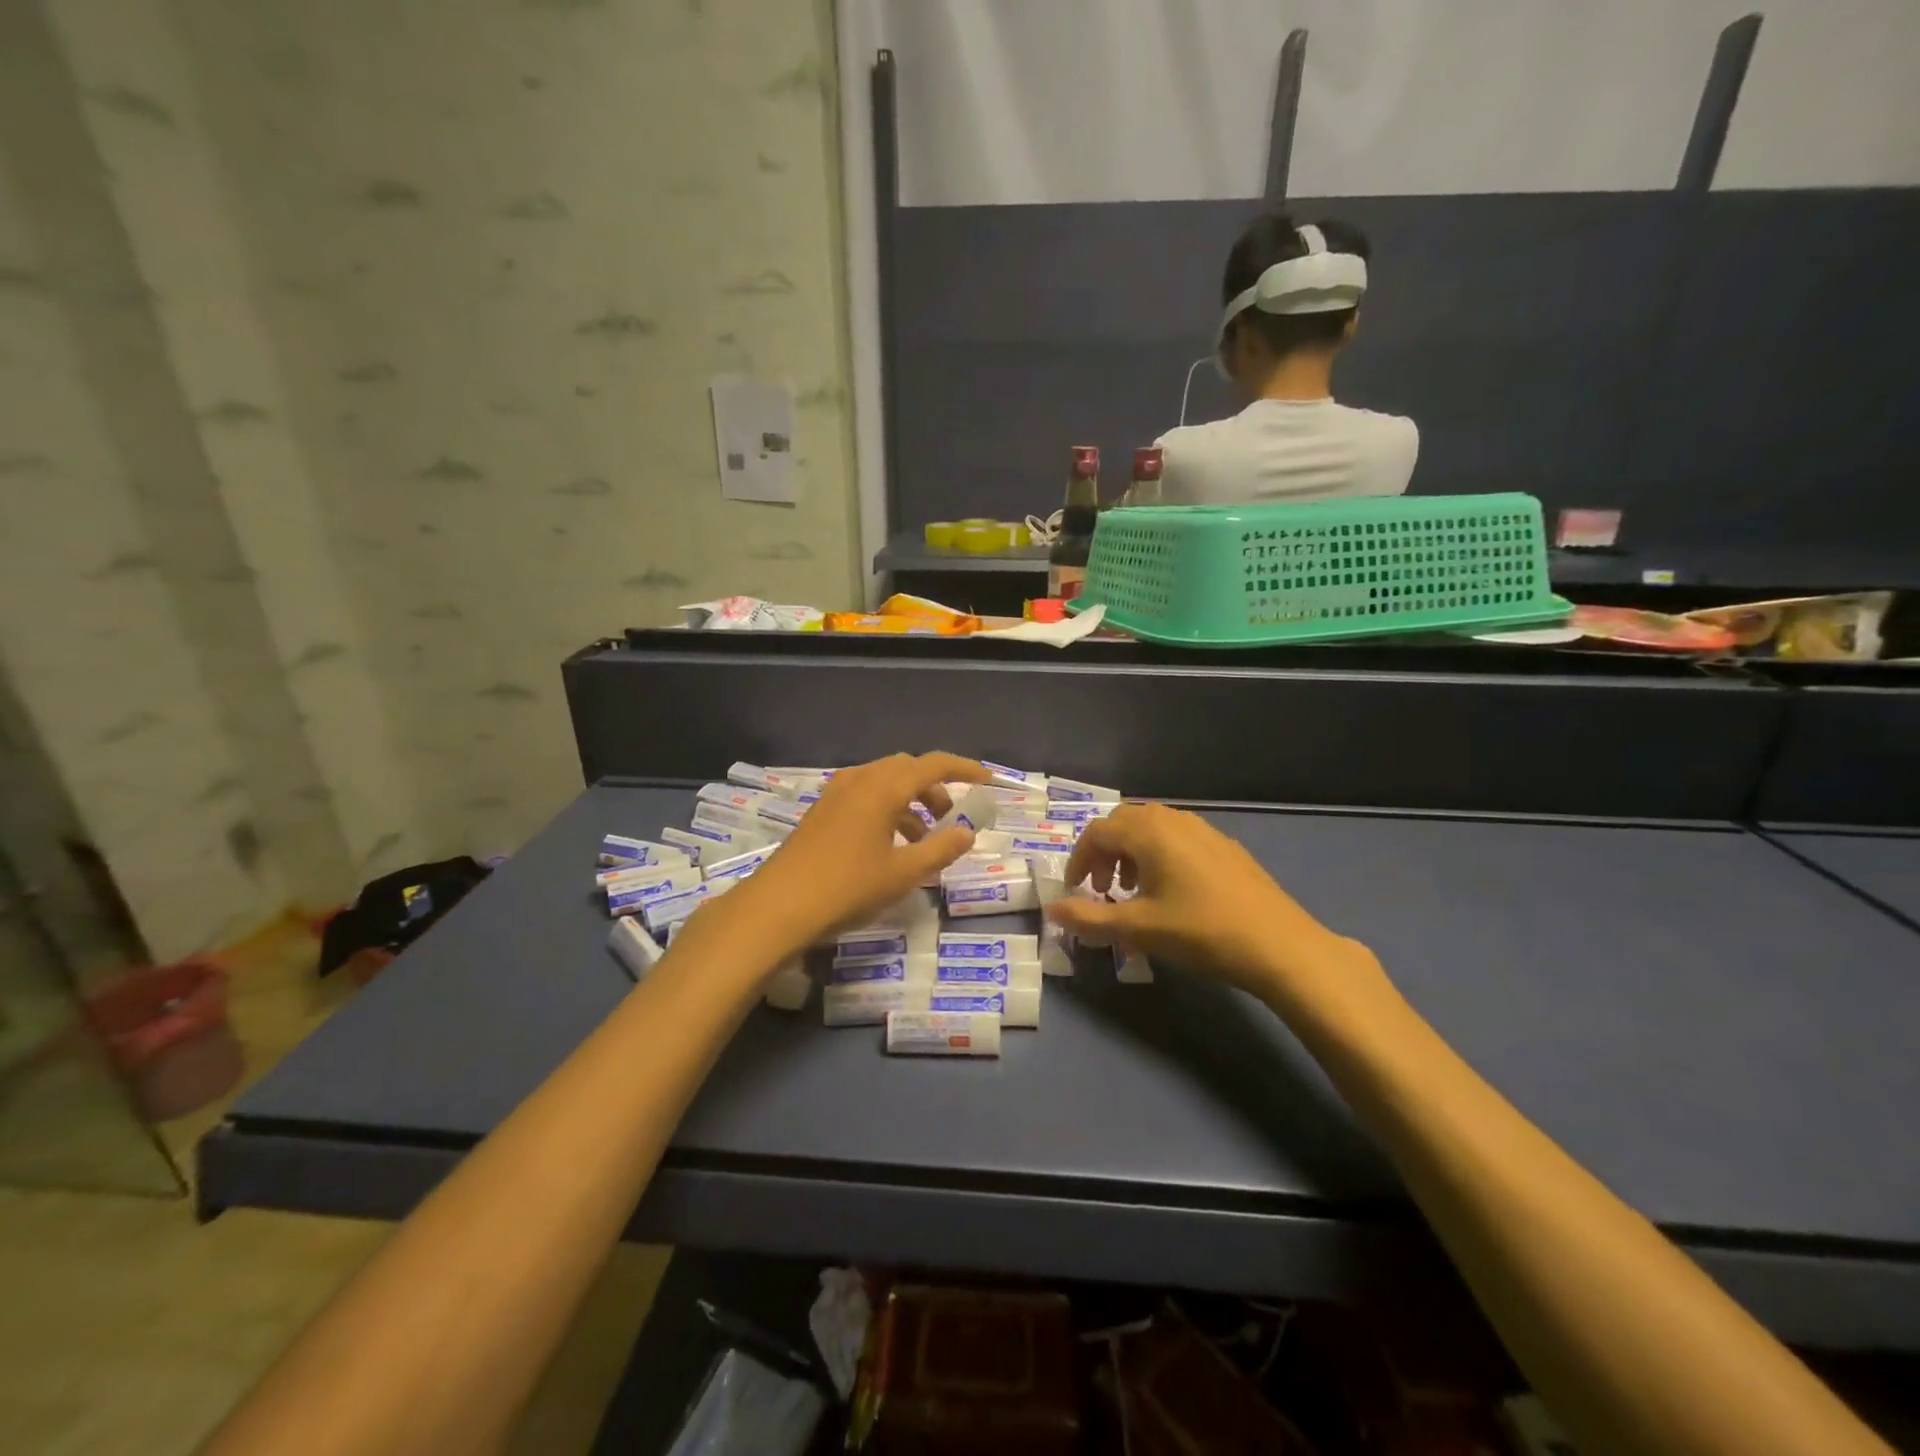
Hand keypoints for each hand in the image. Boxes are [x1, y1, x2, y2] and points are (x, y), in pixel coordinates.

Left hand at [724, 752, 989, 953]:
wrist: (779, 905)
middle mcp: (860, 779)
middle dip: (935, 788)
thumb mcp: (903, 874)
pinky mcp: (823, 810)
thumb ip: (941, 850)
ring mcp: (837, 792)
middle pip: (907, 769)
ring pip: (885, 782)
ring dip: (910, 801)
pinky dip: (887, 809)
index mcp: (883, 787)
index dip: (964, 769)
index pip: (933, 764)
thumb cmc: (847, 887)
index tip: (987, 781)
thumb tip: (968, 832)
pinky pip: (865, 795)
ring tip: (924, 838)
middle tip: (952, 817)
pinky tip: (890, 844)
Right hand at [1045, 802, 1382, 1006]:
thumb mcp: (1138, 929)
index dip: (1078, 860)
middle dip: (1104, 854)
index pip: (1097, 832)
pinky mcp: (1226, 848)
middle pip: (1124, 824)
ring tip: (1134, 892)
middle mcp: (1174, 820)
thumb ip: (1090, 918)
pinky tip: (1173, 894)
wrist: (1280, 945)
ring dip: (1132, 855)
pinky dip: (1160, 857)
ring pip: (1153, 830)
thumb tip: (1053, 909)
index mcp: (1148, 832)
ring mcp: (1204, 831)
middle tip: (1102, 890)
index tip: (1075, 891)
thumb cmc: (1201, 932)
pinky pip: (1179, 840)